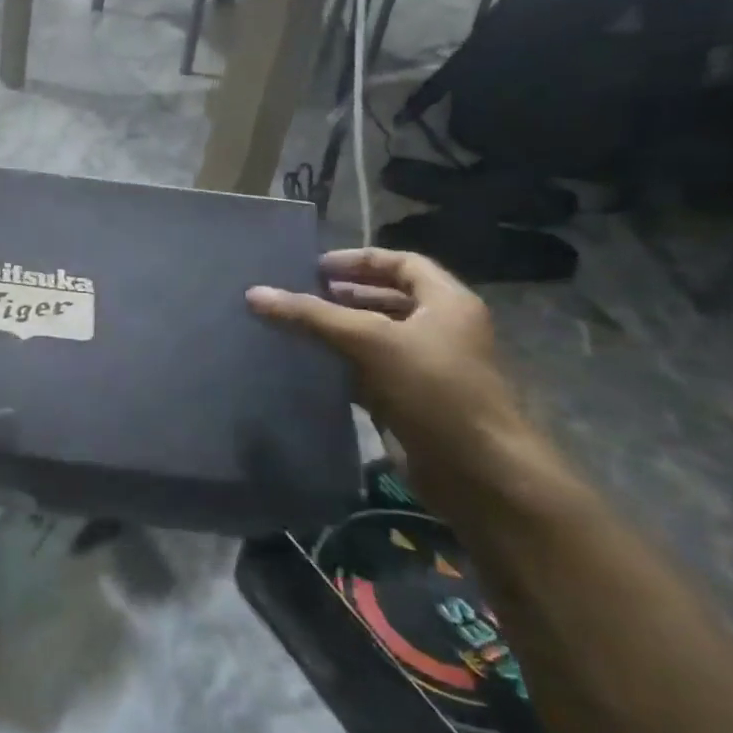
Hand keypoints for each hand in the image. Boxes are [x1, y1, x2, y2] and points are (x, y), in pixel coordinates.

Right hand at [248, 248, 536, 508]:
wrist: (477, 472)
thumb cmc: (434, 390)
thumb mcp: (370, 341)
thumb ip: (312, 316)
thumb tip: (254, 294)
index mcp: (447, 303)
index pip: (402, 263)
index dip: (358, 261)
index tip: (313, 268)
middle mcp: (441, 329)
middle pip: (387, 299)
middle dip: (342, 296)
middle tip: (297, 296)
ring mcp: (427, 367)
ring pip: (375, 337)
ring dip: (338, 331)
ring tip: (294, 328)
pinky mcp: (411, 400)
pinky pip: (369, 372)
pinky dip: (340, 366)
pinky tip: (308, 366)